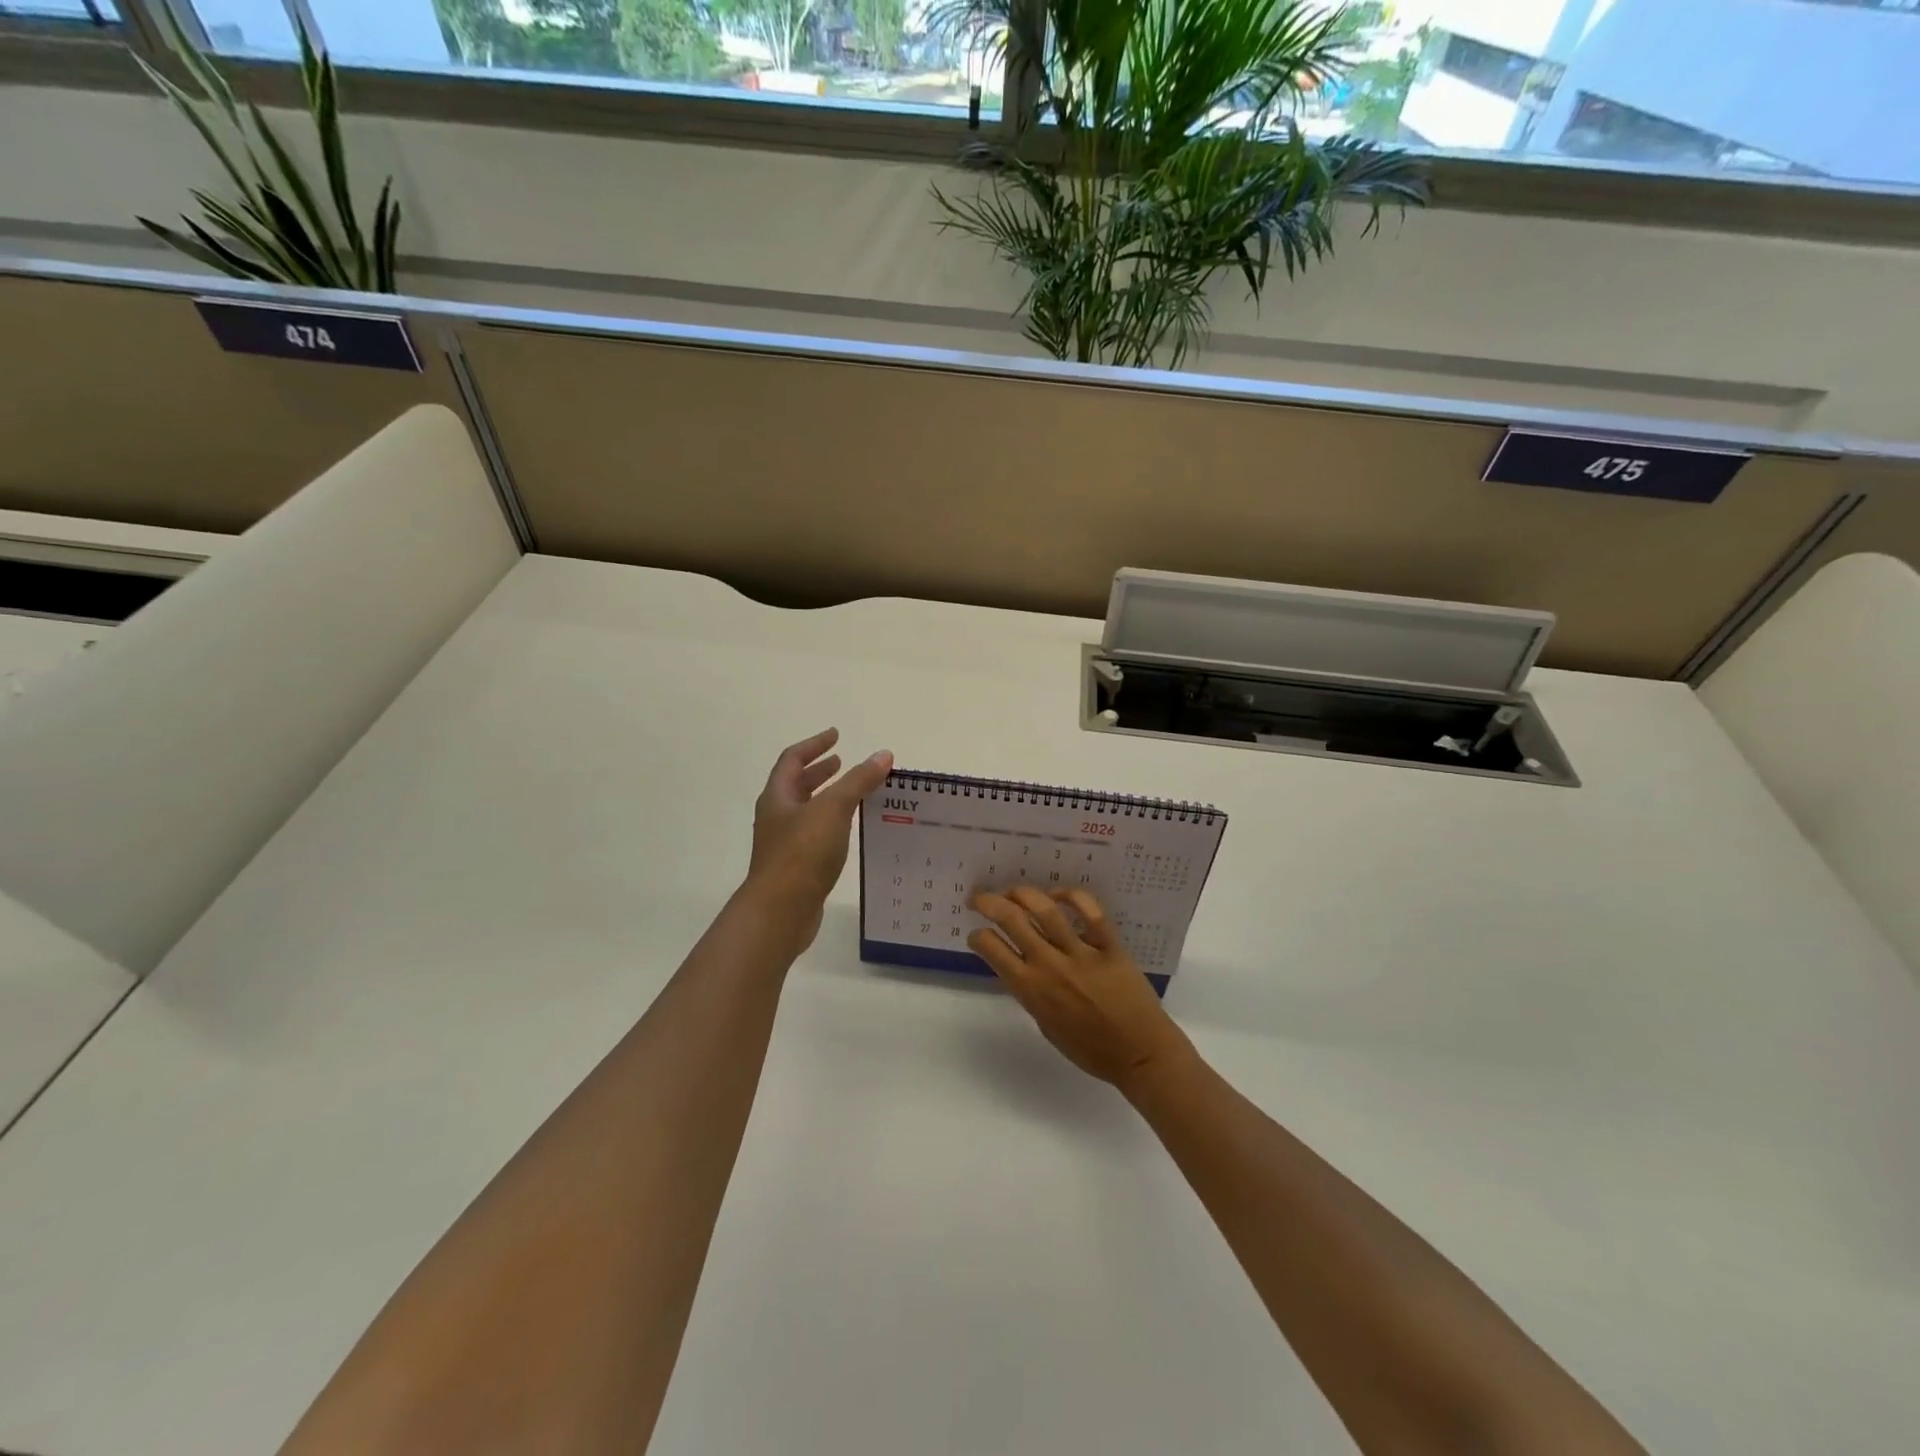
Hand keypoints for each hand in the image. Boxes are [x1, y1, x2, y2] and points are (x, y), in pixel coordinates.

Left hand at [746, 728, 892, 952]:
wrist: (780, 911)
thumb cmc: (802, 854)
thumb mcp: (833, 809)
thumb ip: (858, 781)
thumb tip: (883, 754)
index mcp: (777, 797)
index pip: (792, 760)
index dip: (814, 745)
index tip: (836, 735)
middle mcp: (776, 817)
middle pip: (796, 785)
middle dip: (819, 772)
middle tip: (842, 762)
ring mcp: (783, 844)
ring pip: (806, 812)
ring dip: (827, 798)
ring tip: (852, 795)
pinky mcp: (795, 868)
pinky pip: (815, 835)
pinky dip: (832, 824)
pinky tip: (849, 831)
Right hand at [968, 886, 1193, 1092]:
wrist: (1139, 1054)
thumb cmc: (1091, 1050)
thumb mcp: (1046, 1026)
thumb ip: (1032, 994)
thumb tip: (1023, 967)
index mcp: (1032, 990)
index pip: (992, 949)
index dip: (978, 936)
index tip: (976, 934)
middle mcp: (1050, 966)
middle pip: (1011, 920)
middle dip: (988, 902)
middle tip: (979, 897)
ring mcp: (1081, 953)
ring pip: (1045, 909)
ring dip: (1021, 893)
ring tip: (1012, 890)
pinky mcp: (1109, 945)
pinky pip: (1090, 911)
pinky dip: (1071, 896)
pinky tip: (1058, 895)